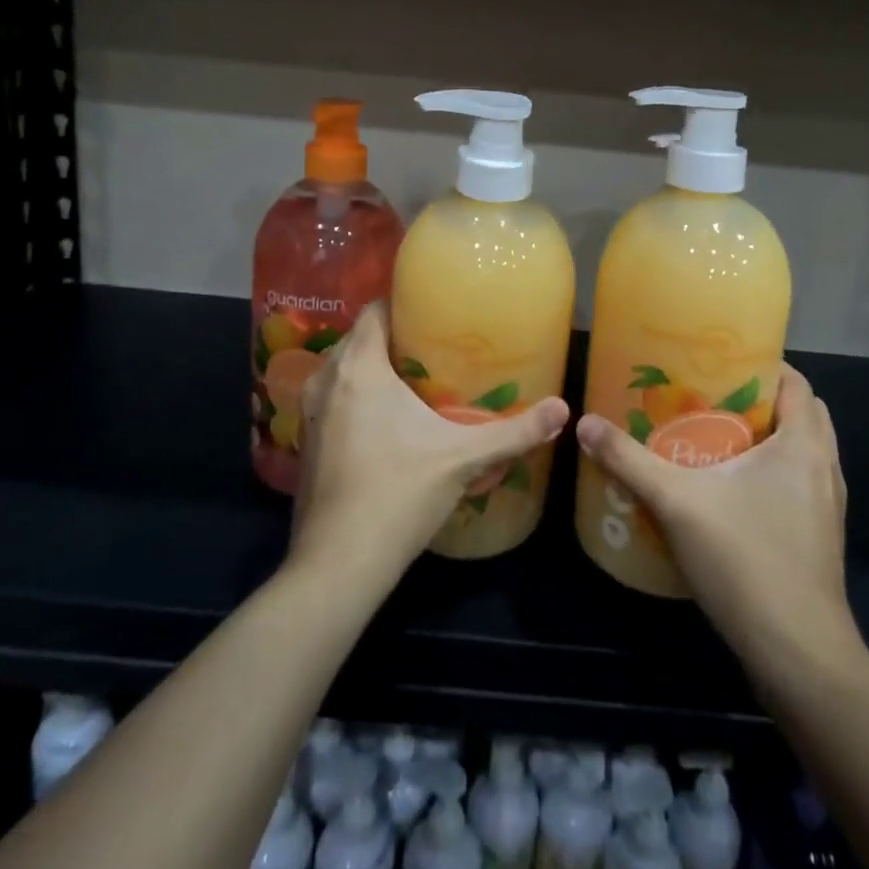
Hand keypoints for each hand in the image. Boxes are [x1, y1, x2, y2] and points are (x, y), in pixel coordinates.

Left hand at [290, 303, 568, 593]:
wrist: (338, 564)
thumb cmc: (398, 494)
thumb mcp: (463, 457)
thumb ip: (515, 432)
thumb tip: (563, 410)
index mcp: (358, 367)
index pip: (374, 310)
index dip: (404, 304)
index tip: (436, 313)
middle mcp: (326, 380)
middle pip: (360, 338)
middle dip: (394, 337)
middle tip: (437, 347)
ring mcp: (310, 413)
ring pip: (342, 369)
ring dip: (373, 368)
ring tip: (417, 380)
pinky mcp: (305, 442)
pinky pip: (333, 398)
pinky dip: (356, 396)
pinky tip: (387, 421)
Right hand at [575, 363, 863, 678]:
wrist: (799, 656)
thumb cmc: (746, 561)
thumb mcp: (677, 502)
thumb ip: (629, 460)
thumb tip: (584, 423)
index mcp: (804, 444)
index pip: (796, 382)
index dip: (762, 363)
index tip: (718, 360)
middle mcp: (824, 468)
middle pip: (800, 413)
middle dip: (759, 399)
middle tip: (708, 396)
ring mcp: (826, 508)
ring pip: (801, 452)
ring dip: (766, 438)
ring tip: (712, 436)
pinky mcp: (818, 539)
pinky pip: (797, 485)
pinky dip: (770, 473)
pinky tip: (727, 490)